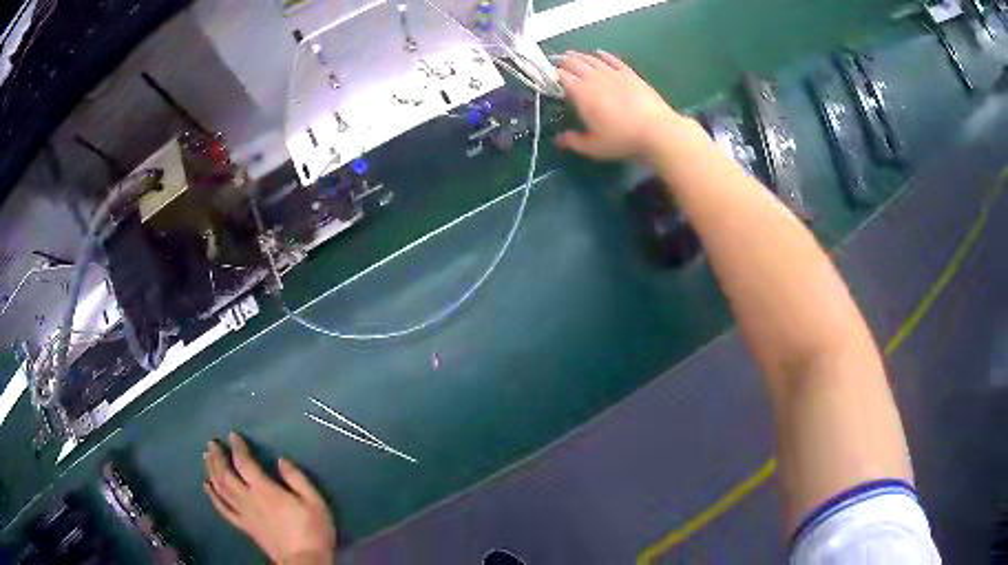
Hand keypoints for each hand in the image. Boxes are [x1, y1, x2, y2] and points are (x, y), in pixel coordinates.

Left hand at [204, 432, 336, 564]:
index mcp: (265, 490)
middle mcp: (249, 499)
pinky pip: (223, 510)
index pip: (244, 463)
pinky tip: (207, 486)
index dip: (237, 447)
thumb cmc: (313, 531)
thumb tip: (281, 460)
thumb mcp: (315, 502)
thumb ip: (297, 478)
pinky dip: (213, 497)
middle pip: (226, 474)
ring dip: (211, 471)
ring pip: (221, 489)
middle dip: (217, 456)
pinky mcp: (244, 526)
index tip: (232, 434)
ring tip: (206, 457)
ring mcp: (244, 513)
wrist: (305, 562)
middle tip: (211, 443)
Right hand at [555, 50, 691, 161]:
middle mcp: (595, 79)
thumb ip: (573, 141)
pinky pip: (613, 60)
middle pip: (575, 64)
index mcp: (582, 94)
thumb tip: (558, 139)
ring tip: (571, 54)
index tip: (546, 75)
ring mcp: (614, 74)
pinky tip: (599, 53)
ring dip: (580, 56)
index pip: (562, 77)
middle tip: (555, 60)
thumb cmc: (622, 140)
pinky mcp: (630, 75)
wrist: (657, 131)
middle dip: (563, 61)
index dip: (552, 74)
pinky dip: (604, 55)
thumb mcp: (593, 147)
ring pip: (592, 60)